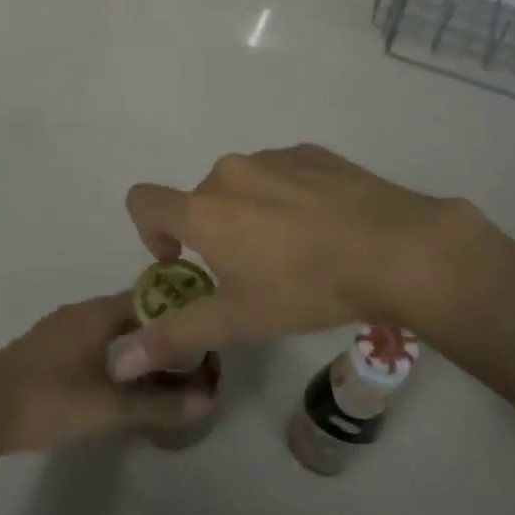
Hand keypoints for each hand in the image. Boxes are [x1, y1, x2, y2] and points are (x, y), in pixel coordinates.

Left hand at [0, 293, 214, 457]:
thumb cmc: (48, 402)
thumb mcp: (110, 410)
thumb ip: (160, 406)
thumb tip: (208, 399)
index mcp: (98, 312)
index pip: (152, 297)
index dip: (180, 313)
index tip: (203, 334)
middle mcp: (80, 310)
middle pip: (132, 313)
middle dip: (160, 334)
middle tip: (188, 362)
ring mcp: (59, 328)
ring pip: (110, 328)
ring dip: (135, 345)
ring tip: (160, 374)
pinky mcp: (44, 348)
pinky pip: (91, 341)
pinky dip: (112, 354)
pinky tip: (117, 382)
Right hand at [111, 144, 502, 378]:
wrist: (396, 249)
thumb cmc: (307, 286)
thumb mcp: (239, 320)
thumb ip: (174, 336)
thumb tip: (117, 361)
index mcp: (204, 208)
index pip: (143, 200)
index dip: (150, 232)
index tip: (183, 261)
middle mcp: (230, 172)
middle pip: (199, 199)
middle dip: (211, 232)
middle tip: (250, 272)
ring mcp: (274, 157)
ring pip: (242, 185)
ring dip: (249, 213)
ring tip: (293, 251)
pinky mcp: (311, 153)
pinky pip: (280, 173)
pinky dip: (285, 196)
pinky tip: (322, 227)